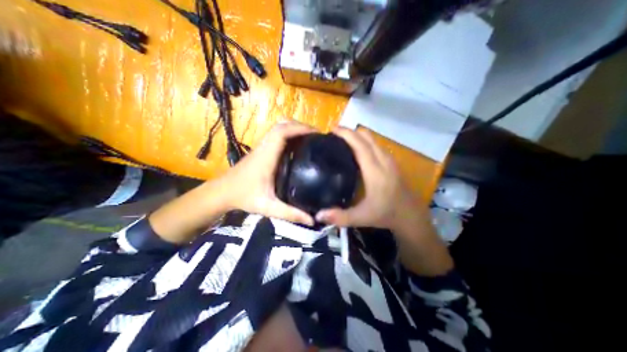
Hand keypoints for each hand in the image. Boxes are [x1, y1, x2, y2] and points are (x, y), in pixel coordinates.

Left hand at [219, 120, 317, 225]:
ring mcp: (262, 147)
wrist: (221, 193)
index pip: (282, 132)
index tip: (317, 134)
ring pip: (279, 128)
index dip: (300, 129)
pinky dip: (289, 134)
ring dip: (295, 129)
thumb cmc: (243, 197)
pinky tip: (298, 146)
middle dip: (301, 126)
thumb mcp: (268, 207)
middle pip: (282, 125)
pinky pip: (277, 135)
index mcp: (266, 156)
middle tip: (317, 136)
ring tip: (310, 139)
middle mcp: (264, 147)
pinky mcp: (261, 150)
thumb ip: (290, 214)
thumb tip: (312, 220)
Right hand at [316, 128, 429, 231]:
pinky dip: (364, 141)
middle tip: (334, 136)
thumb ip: (340, 217)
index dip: (346, 134)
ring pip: (372, 139)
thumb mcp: (362, 218)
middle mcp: (382, 160)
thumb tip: (318, 214)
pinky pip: (376, 144)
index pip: (359, 145)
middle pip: (366, 136)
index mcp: (375, 170)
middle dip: (350, 132)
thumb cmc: (386, 214)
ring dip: (357, 135)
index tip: (331, 130)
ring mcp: (389, 159)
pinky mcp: (391, 161)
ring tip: (343, 141)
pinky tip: (356, 150)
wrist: (411, 215)